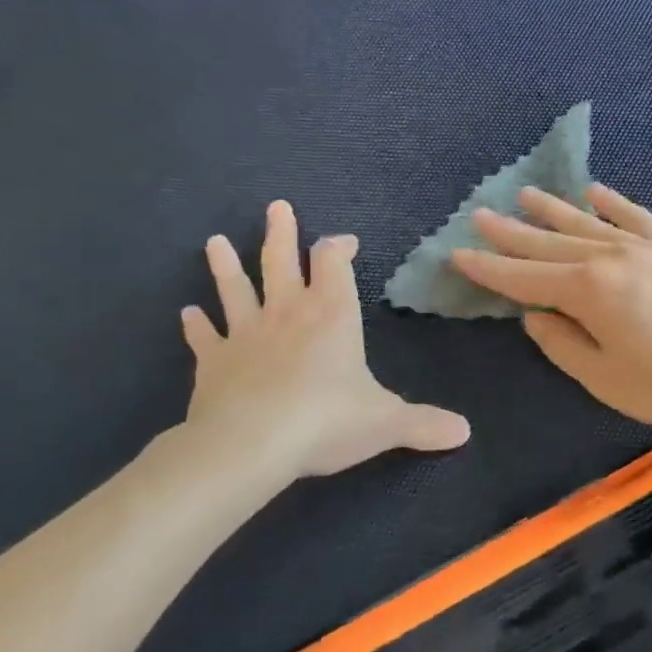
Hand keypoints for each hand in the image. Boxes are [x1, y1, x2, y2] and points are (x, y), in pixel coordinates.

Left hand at [182, 200, 470, 478]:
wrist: (251, 444)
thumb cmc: (325, 421)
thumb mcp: (386, 423)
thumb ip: (423, 425)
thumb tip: (464, 432)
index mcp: (331, 316)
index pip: (334, 264)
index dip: (338, 247)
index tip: (344, 241)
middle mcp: (286, 314)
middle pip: (280, 262)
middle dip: (281, 234)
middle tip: (276, 207)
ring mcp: (245, 334)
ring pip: (234, 289)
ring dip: (225, 266)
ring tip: (214, 242)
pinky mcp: (212, 362)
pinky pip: (204, 337)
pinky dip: (195, 326)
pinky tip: (187, 314)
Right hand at [452, 185, 651, 437]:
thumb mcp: (608, 380)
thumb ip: (563, 345)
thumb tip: (534, 317)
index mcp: (589, 292)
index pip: (525, 277)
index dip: (489, 268)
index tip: (457, 254)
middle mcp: (611, 258)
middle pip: (550, 242)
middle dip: (511, 232)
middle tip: (479, 214)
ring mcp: (646, 248)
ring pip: (587, 223)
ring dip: (553, 210)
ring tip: (524, 196)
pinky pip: (636, 217)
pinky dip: (613, 203)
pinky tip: (595, 191)